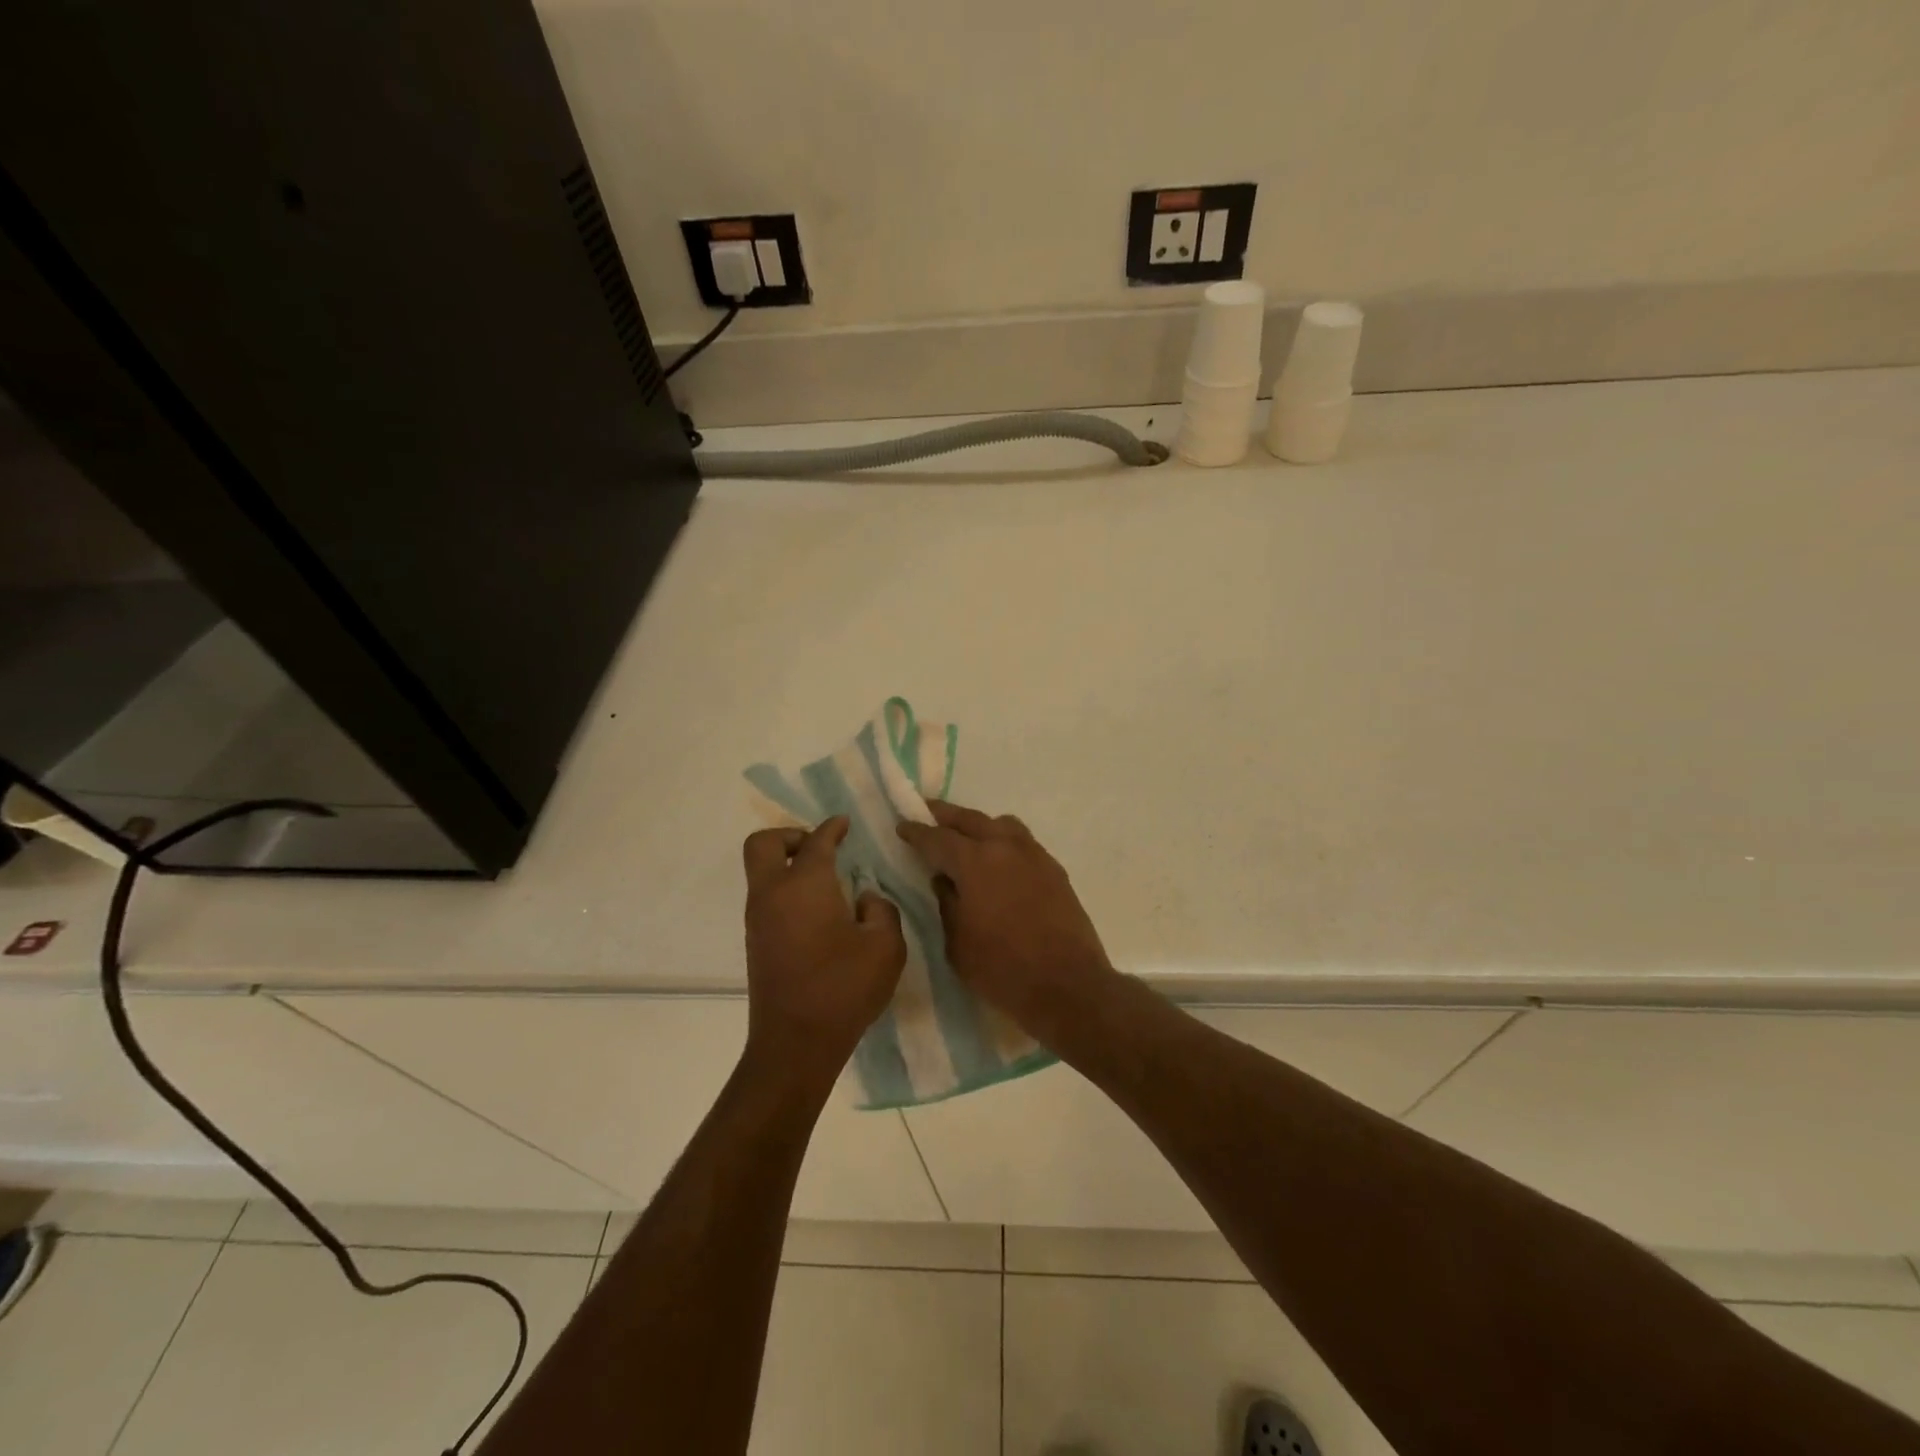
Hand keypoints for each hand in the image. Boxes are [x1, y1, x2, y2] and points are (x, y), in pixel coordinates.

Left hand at [742, 818, 906, 1085]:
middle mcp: (773, 893)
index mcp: (805, 885)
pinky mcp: (755, 942)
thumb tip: (863, 899)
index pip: (816, 841)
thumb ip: (881, 910)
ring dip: (787, 864)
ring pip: (762, 871)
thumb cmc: (844, 988)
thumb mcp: (885, 946)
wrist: (795, 1044)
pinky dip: (786, 890)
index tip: (845, 823)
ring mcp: (758, 919)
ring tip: (826, 881)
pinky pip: (766, 897)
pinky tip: (817, 911)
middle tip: (821, 848)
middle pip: (764, 844)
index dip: (833, 827)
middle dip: (791, 835)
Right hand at [896, 801, 1116, 1045]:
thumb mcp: (957, 942)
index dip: (917, 832)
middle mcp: (1006, 847)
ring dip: (980, 825)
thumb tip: (945, 881)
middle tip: (928, 811)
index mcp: (976, 861)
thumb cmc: (1002, 968)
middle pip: (971, 819)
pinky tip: (999, 863)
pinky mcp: (1055, 871)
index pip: (938, 838)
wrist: (1067, 985)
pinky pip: (1023, 843)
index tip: (903, 825)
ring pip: (1002, 825)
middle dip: (946, 815)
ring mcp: (1035, 856)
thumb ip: (947, 903)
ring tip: (967, 837)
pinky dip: (1004, 843)